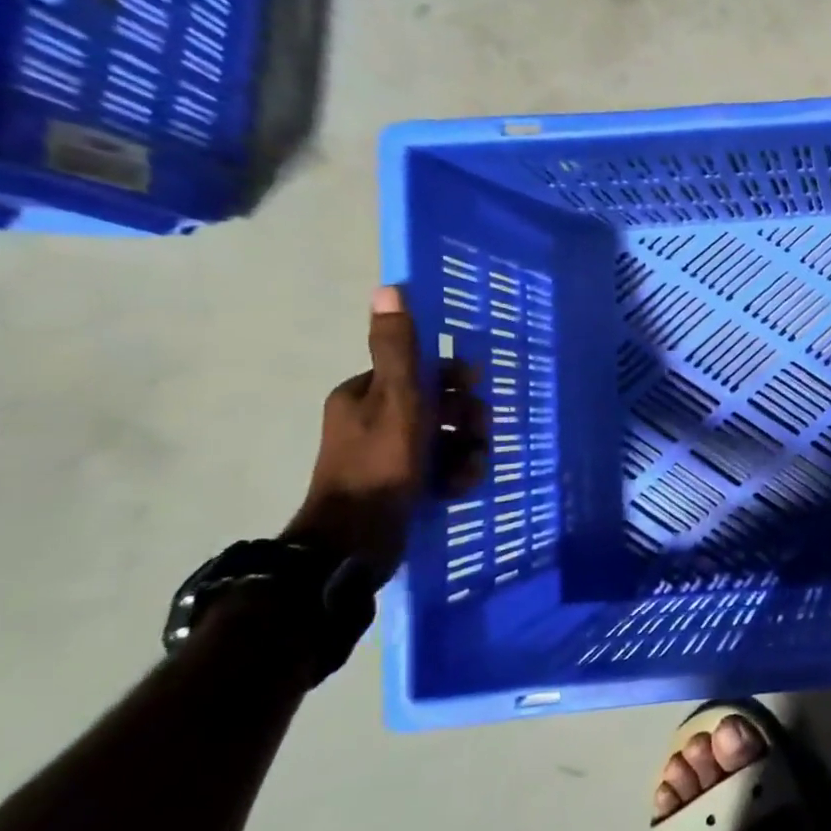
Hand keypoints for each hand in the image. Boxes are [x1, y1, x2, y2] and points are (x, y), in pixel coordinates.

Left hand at [283, 287, 485, 574]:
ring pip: (444, 439)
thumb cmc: (380, 464)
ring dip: (465, 451)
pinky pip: (440, 468)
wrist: (355, 542)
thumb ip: (398, 348)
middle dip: (464, 419)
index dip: (453, 380)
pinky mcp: (400, 486)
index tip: (473, 391)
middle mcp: (373, 420)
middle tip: (475, 436)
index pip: (420, 371)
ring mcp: (387, 456)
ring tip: (467, 470)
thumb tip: (389, 287)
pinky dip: (454, 475)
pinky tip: (458, 488)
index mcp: (365, 395)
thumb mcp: (397, 399)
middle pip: (438, 405)